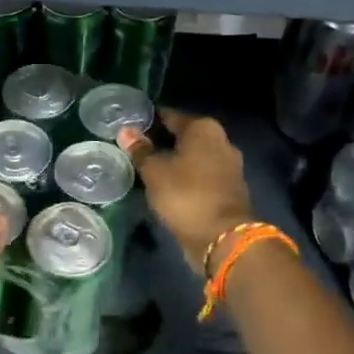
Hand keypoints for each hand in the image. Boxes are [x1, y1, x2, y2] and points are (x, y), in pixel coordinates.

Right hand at [120, 111, 252, 273]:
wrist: (223, 238)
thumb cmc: (185, 195)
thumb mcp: (154, 172)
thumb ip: (140, 150)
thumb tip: (125, 131)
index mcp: (204, 128)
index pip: (169, 116)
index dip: (148, 121)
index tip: (129, 127)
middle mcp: (221, 141)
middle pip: (184, 136)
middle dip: (161, 142)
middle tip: (134, 149)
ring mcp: (228, 166)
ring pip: (193, 157)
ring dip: (174, 161)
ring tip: (147, 169)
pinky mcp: (228, 188)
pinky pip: (200, 175)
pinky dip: (185, 177)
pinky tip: (167, 185)